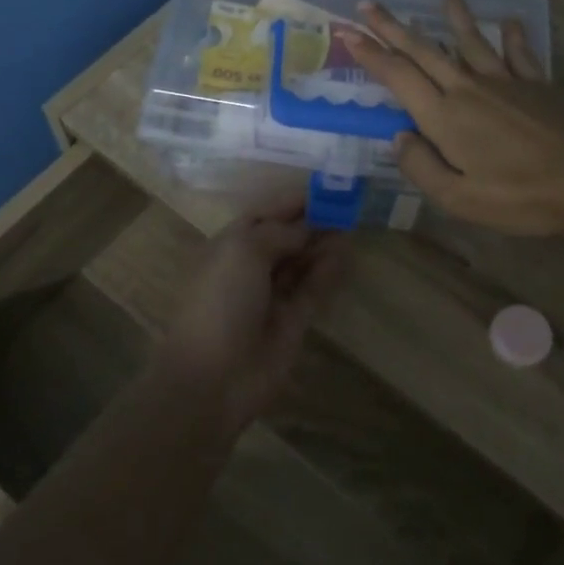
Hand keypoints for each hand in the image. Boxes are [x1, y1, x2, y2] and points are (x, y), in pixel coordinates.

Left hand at [163, 201, 350, 429]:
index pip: (264, 213)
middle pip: (286, 236)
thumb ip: (279, 233)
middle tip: (347, 206)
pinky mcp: (292, 321)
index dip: (293, 201)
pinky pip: (313, 289)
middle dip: (312, 221)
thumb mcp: (244, 250)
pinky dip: (328, 271)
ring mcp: (271, 295)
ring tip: (350, 226)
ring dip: (323, 244)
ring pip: (302, 262)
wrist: (213, 377)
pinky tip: (345, 254)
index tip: (326, 187)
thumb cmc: (220, 301)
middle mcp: (250, 266)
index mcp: (229, 244)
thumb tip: (306, 229)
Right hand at [343, 0, 563, 235]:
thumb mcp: (460, 198)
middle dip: (392, 27)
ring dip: (454, 17)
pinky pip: (518, 53)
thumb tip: (399, 138)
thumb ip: (422, 167)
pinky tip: (508, 22)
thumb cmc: (521, 195)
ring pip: (470, 42)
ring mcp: (506, 81)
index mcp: (444, 116)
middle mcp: (468, 88)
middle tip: (369, 3)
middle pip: (424, 50)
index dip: (370, 54)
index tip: (347, 33)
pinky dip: (511, 37)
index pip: (398, 77)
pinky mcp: (538, 83)